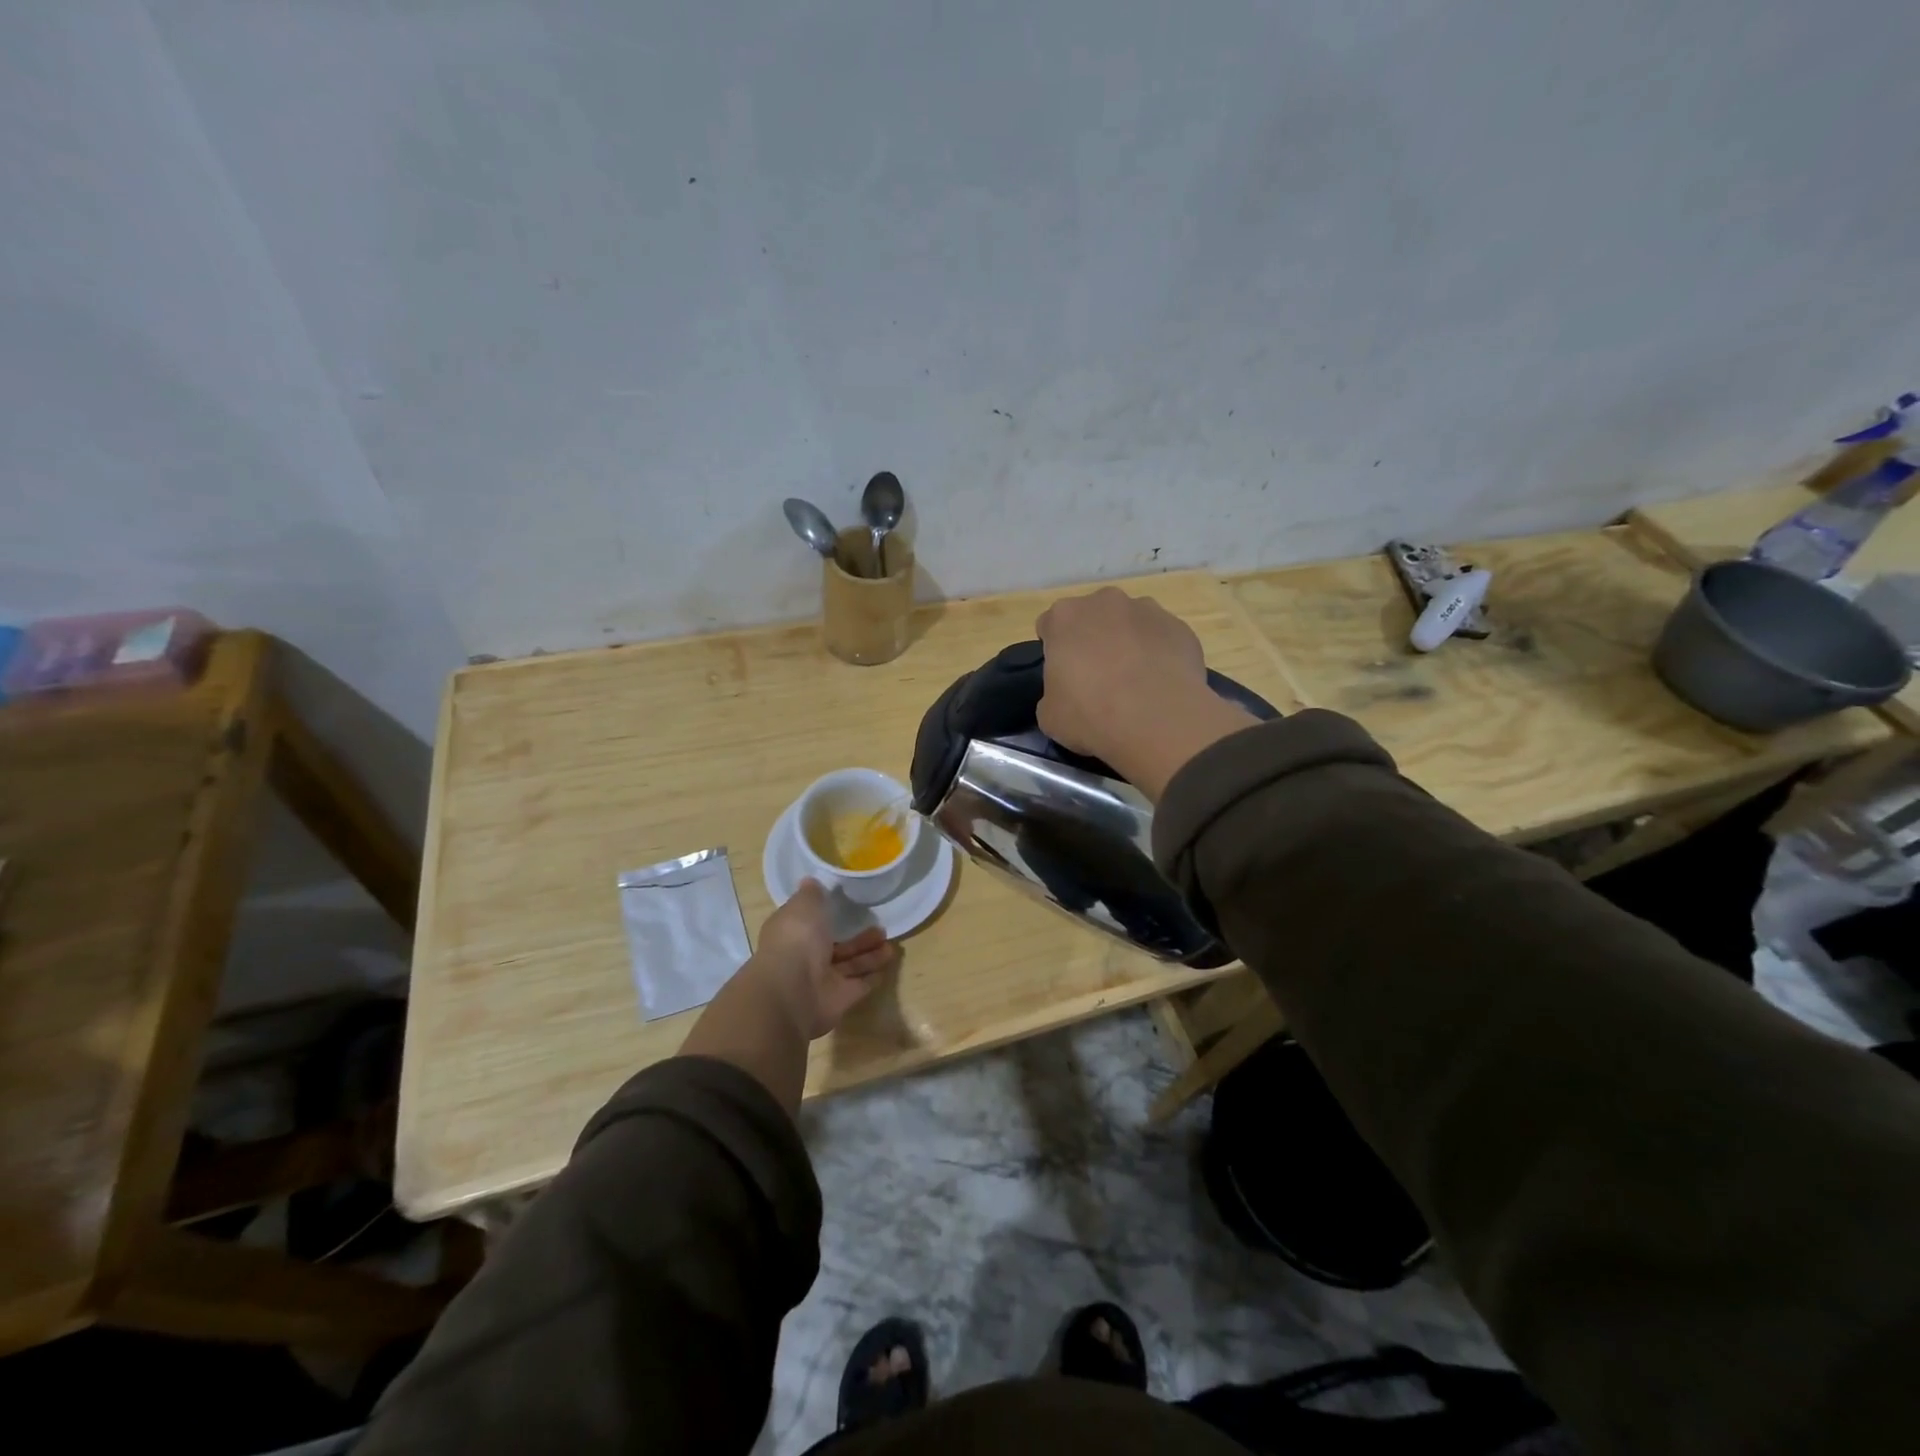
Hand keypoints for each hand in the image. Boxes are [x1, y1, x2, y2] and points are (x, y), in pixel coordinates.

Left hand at [748, 879, 899, 1038]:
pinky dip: (872, 977)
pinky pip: (859, 985)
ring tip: (891, 945)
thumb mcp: (804, 906)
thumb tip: (810, 881)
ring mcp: (822, 980)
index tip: (847, 904)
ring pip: (850, 965)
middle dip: (858, 937)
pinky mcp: (839, 999)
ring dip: (870, 955)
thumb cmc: (798, 939)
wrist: (794, 990)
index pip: (810, 921)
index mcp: (793, 933)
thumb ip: (811, 895)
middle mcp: (806, 957)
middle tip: (881, 926)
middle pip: (835, 945)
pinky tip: (887, 966)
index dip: (826, 914)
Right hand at [1035, 589, 1257, 798]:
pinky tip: (1160, 685)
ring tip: (1135, 682)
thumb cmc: (1091, 715)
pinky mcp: (1179, 626)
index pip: (1050, 625)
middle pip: (1093, 616)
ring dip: (1128, 643)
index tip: (1064, 675)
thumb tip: (1067, 694)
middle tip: (1098, 678)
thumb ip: (1053, 693)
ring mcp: (1147, 610)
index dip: (1055, 651)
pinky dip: (1159, 655)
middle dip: (1093, 640)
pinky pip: (1162, 638)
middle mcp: (1105, 602)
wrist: (1157, 720)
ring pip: (1130, 623)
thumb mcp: (1050, 715)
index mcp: (1065, 617)